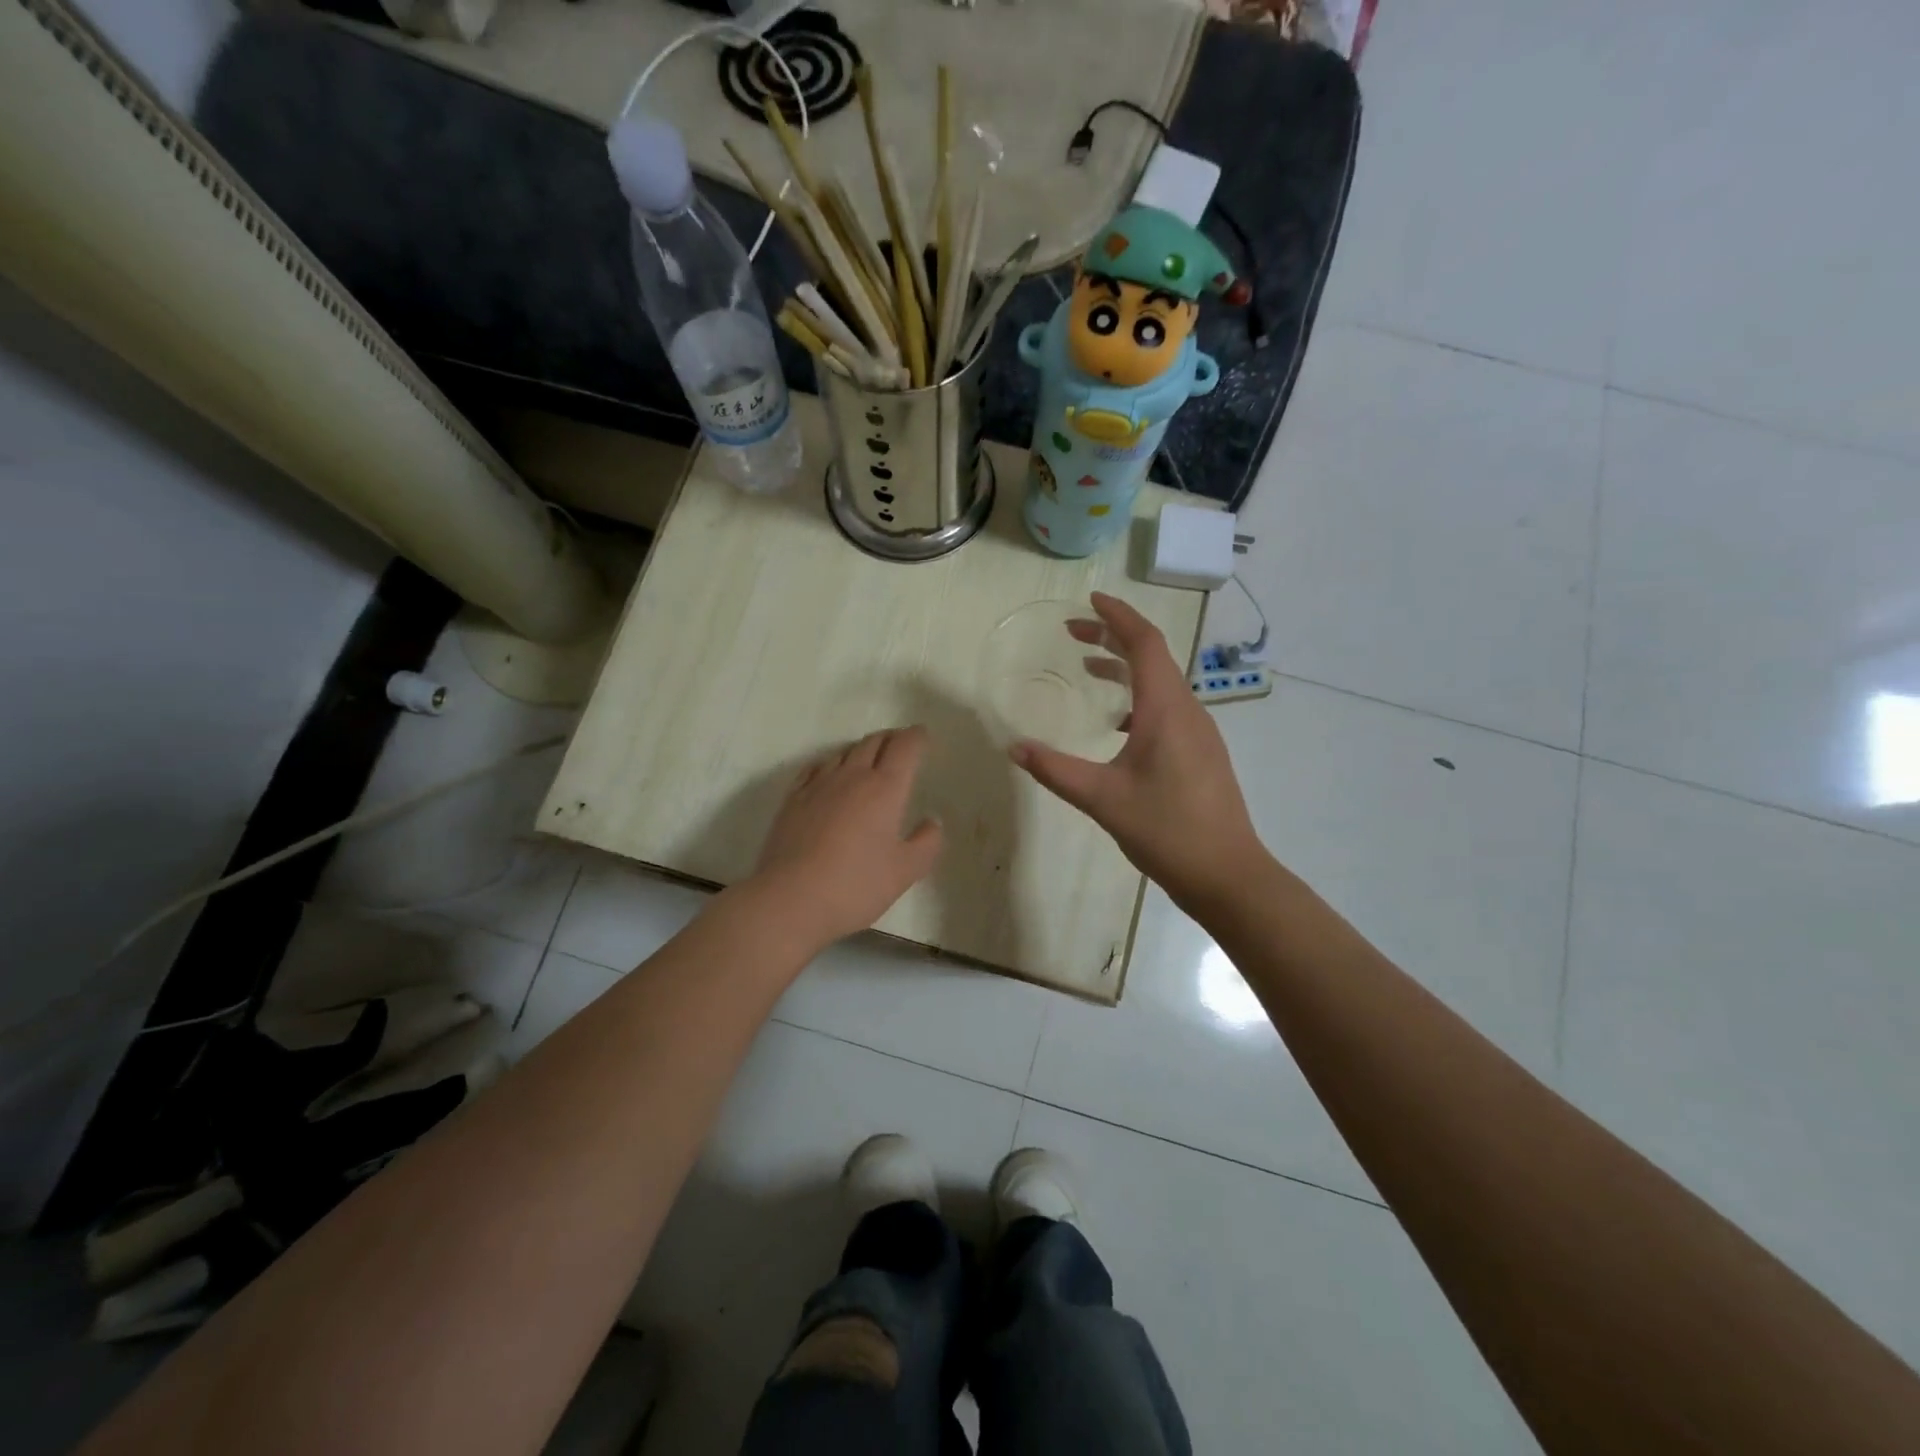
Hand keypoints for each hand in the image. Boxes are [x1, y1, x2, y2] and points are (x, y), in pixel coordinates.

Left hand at [751, 727, 944, 948]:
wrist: (790, 900)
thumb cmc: (855, 886)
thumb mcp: (905, 871)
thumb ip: (927, 843)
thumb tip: (932, 821)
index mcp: (885, 788)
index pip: (904, 747)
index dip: (916, 737)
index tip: (922, 735)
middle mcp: (851, 776)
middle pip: (873, 742)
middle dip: (891, 738)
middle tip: (900, 743)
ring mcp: (818, 785)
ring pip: (843, 752)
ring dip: (861, 749)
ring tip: (869, 757)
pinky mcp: (792, 799)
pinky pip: (815, 768)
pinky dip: (831, 763)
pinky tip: (829, 774)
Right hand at [1009, 592, 1260, 912]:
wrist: (1228, 874)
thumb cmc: (1167, 830)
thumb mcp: (1102, 799)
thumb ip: (1055, 770)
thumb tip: (1015, 747)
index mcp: (1167, 709)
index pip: (1144, 643)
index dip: (1118, 616)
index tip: (1090, 600)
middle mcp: (1188, 711)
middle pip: (1153, 657)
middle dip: (1113, 638)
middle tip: (1073, 633)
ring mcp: (1199, 733)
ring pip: (1161, 684)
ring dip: (1125, 668)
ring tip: (1087, 669)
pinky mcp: (1201, 753)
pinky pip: (1167, 708)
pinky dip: (1137, 698)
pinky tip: (1116, 723)